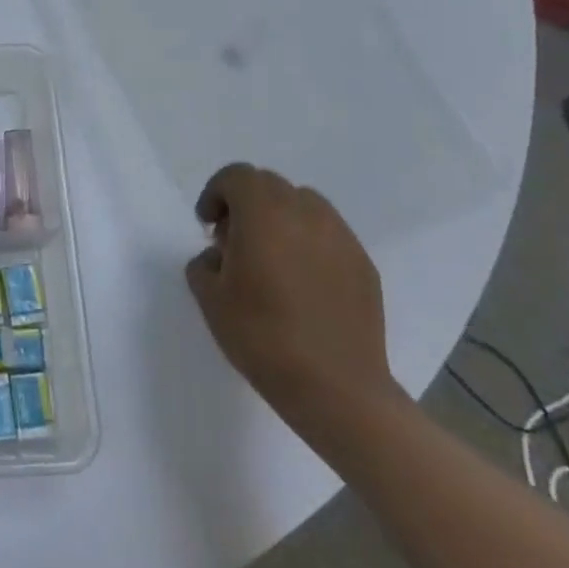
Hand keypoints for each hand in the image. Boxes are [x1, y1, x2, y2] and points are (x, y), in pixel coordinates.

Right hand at [185, 164, 398, 424]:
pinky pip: (328, 234)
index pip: (236, 176)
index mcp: (263, 212)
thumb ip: (204, 263)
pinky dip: (309, 242)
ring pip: (303, 204)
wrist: (338, 391)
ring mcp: (340, 236)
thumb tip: (219, 256)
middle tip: (235, 241)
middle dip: (246, 203)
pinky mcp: (364, 264)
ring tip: (272, 258)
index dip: (216, 193)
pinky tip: (303, 282)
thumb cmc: (264, 338)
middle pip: (269, 185)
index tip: (208, 226)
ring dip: (280, 217)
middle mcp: (304, 212)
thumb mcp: (210, 299)